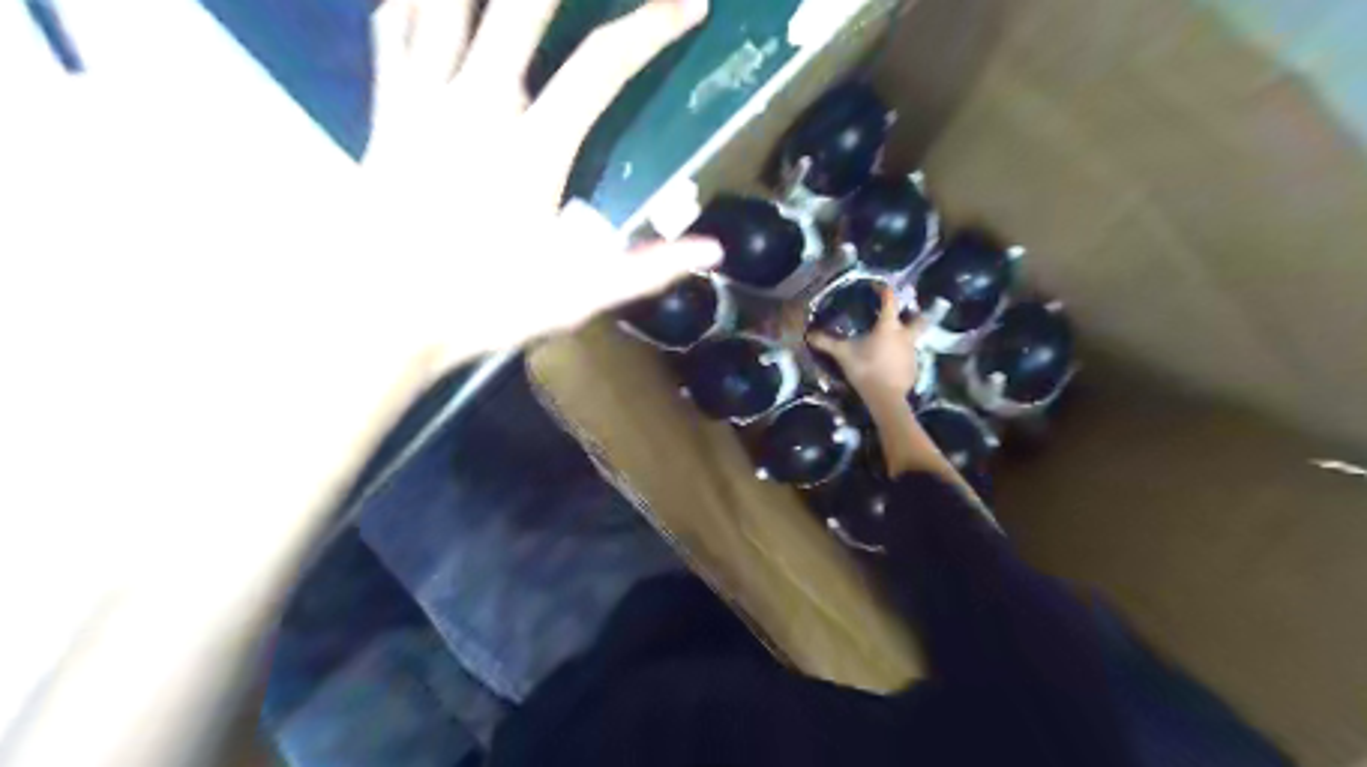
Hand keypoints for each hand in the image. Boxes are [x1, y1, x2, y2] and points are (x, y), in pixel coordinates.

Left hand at [364, 1, 724, 357]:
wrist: (380, 318)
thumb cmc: (481, 307)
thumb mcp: (575, 298)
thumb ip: (646, 269)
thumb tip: (714, 251)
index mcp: (532, 148)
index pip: (602, 64)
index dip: (652, 25)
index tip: (691, 4)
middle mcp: (477, 103)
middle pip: (521, 2)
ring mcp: (423, 98)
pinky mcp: (386, 108)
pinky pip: (394, 23)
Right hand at [804, 288, 935, 404]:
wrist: (885, 397)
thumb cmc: (865, 368)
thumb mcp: (843, 354)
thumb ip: (827, 343)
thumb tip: (809, 334)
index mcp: (889, 326)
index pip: (890, 301)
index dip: (885, 291)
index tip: (878, 287)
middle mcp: (905, 335)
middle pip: (919, 319)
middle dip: (914, 315)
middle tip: (904, 315)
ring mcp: (912, 352)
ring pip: (913, 339)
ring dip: (905, 337)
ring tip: (890, 342)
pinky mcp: (914, 368)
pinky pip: (909, 357)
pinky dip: (901, 356)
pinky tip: (890, 363)